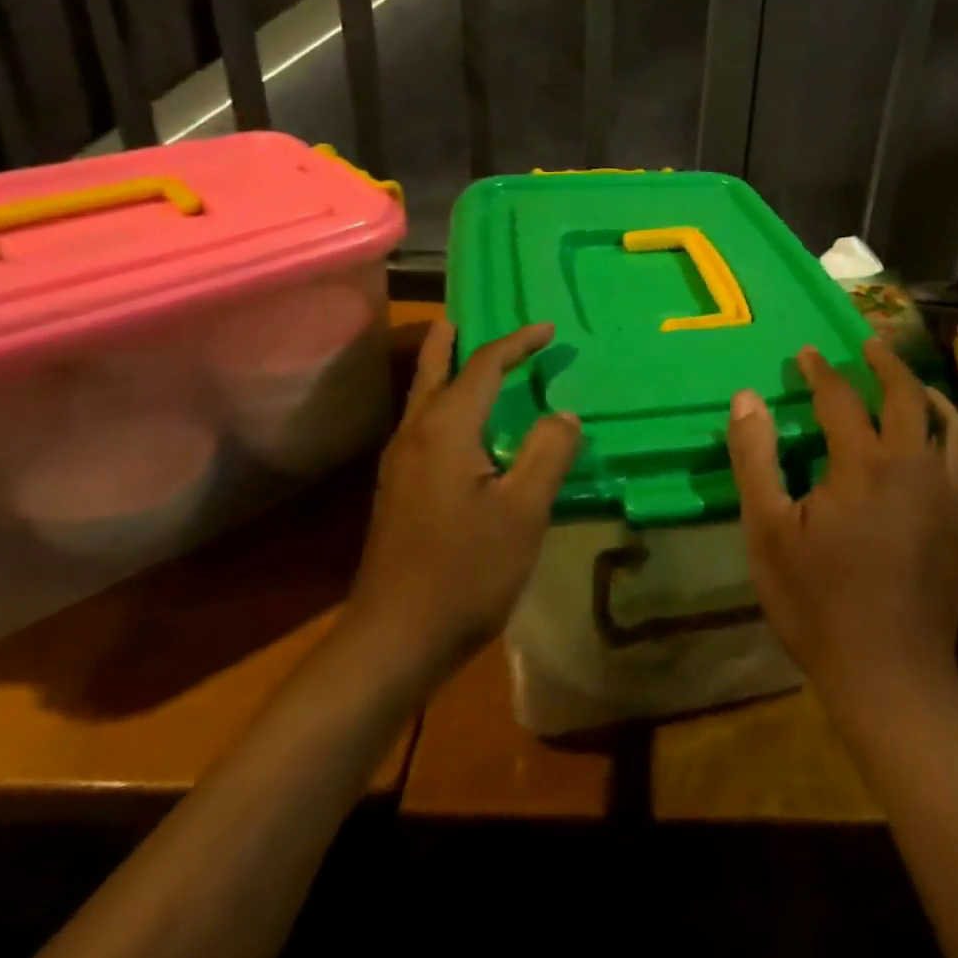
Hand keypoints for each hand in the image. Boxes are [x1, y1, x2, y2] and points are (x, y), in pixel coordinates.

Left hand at [344, 320, 579, 684]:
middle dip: (455, 339)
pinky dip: (442, 401)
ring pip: (422, 397)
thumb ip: (547, 453)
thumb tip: (564, 414)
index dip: (517, 343)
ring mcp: (399, 464)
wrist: (393, 640)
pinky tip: (460, 425)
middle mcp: (415, 434)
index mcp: (446, 429)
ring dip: (446, 369)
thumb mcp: (523, 511)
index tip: (548, 330)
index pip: (484, 366)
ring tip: (468, 358)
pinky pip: (422, 424)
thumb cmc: (465, 572)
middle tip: (470, 316)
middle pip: (434, 369)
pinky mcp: (396, 491)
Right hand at [728, 340, 957, 725]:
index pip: (841, 398)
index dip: (820, 371)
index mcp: (863, 465)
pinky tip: (927, 446)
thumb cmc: (818, 603)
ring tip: (910, 383)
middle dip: (886, 364)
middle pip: (906, 397)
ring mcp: (945, 496)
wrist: (892, 675)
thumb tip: (747, 397)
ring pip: (947, 425)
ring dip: (925, 394)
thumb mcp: (768, 532)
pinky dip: (944, 434)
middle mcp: (912, 468)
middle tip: (868, 345)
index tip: (806, 354)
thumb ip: (755, 458)